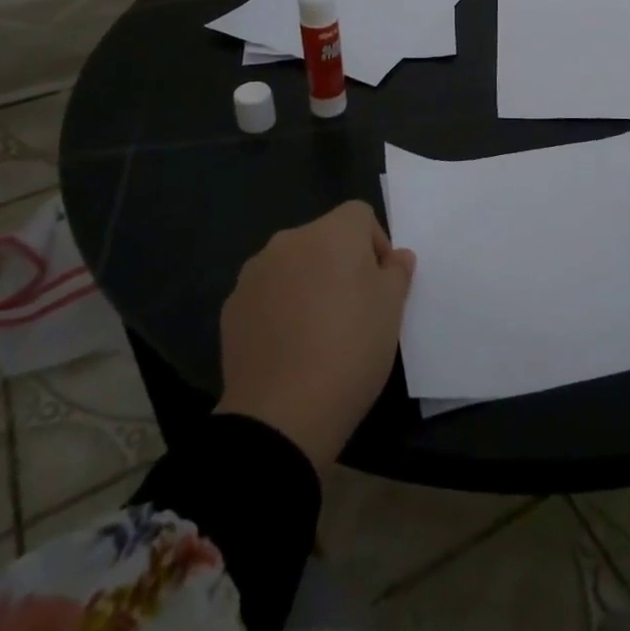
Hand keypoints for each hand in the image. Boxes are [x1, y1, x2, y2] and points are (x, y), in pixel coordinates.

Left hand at [215, 201, 415, 472]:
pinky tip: (288, 345)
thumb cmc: (350, 350)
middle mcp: (290, 241)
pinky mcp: (232, 305)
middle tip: (353, 309)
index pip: (360, 215)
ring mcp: (255, 272)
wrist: (281, 414)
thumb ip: (397, 273)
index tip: (379, 284)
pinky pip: (267, 293)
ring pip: (293, 264)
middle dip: (340, 262)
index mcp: (332, 233)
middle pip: (324, 237)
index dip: (375, 244)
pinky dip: (280, 307)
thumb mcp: (392, 311)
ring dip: (308, 282)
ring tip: (318, 330)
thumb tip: (396, 257)